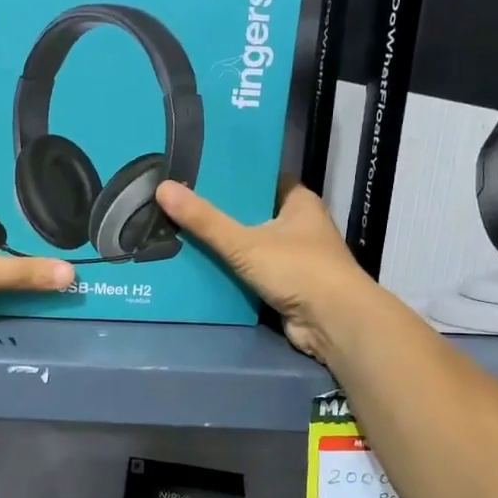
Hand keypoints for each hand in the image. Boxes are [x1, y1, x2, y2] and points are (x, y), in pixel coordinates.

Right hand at [156, 179, 375, 361]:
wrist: (334, 323)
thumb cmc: (298, 269)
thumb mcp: (245, 243)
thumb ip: (205, 221)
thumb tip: (163, 188)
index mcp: (299, 202)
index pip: (263, 179)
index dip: (235, 177)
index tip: (200, 174)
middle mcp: (300, 226)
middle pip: (254, 213)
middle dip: (223, 213)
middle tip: (182, 204)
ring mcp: (296, 258)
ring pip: (253, 245)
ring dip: (226, 246)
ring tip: (182, 234)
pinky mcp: (289, 287)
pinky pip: (253, 273)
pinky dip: (233, 273)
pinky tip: (201, 269)